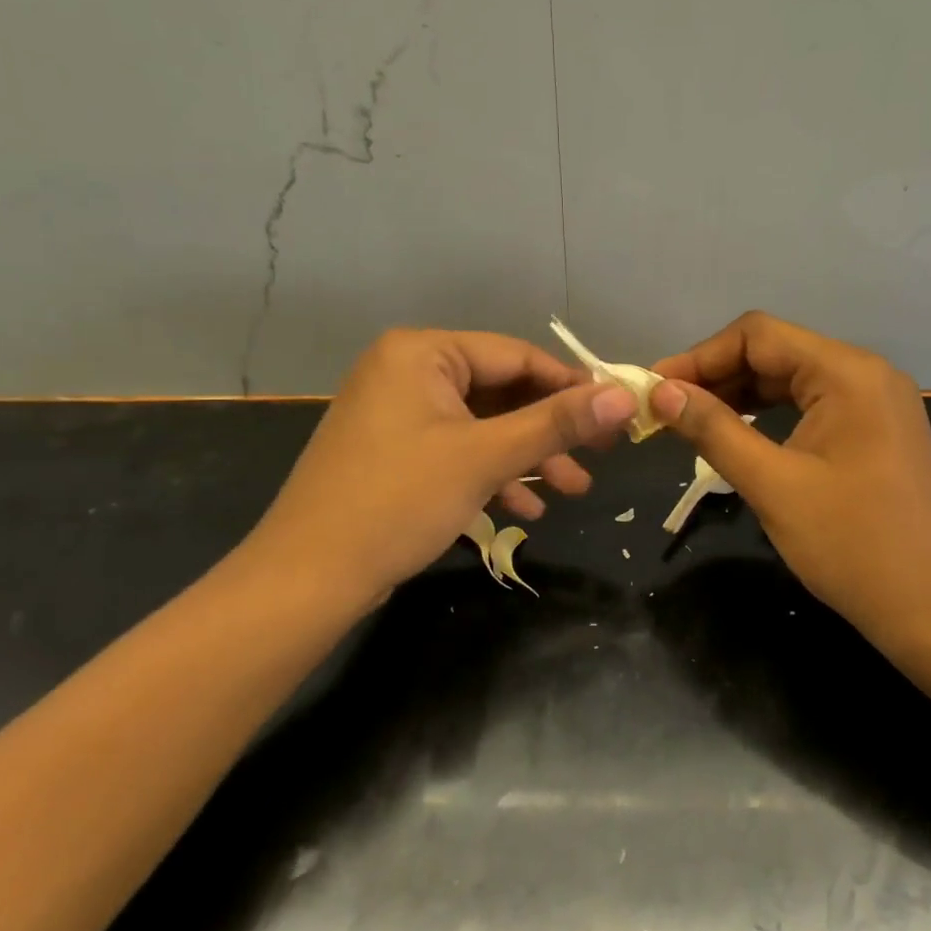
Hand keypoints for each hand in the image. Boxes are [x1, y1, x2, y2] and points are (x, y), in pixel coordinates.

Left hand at [239, 329, 636, 612]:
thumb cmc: (398, 501)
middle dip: (549, 431)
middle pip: (500, 391)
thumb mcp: (485, 457)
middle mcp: (407, 370)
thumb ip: (556, 424)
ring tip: (573, 491)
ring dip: (528, 457)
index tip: (615, 414)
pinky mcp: (394, 451)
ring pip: (482, 425)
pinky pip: (457, 449)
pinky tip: (526, 508)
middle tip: (600, 457)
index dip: (570, 385)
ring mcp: (398, 413)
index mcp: (422, 352)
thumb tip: (623, 396)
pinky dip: (492, 473)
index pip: (516, 355)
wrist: (306, 578)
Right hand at [650, 312, 930, 635]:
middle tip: (666, 409)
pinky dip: (770, 415)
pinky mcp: (876, 432)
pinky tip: (739, 435)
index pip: (758, 335)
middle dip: (717, 376)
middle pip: (775, 352)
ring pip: (792, 379)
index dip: (700, 357)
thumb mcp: (773, 485)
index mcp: (847, 373)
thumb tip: (661, 392)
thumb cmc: (855, 546)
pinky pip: (812, 405)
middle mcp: (865, 374)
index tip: (656, 389)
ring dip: (740, 396)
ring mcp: (876, 403)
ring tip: (691, 422)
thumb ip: (714, 430)